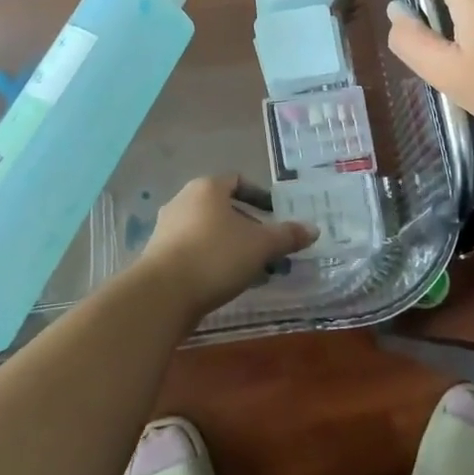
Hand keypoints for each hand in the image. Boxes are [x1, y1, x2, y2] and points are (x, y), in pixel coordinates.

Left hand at [130, 176, 316, 322]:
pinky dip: (214, 260)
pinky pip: (195, 251)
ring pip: (209, 232)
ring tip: (255, 271)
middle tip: (270, 249)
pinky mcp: (160, 256)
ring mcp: (167, 228)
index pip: (236, 181)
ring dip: (233, 247)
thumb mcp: (260, 246)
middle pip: (223, 208)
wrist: (162, 294)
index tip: (275, 214)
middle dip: (249, 228)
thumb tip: (313, 229)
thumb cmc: (215, 256)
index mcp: (207, 188)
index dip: (258, 196)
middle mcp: (183, 201)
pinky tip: (229, 283)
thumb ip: (287, 236)